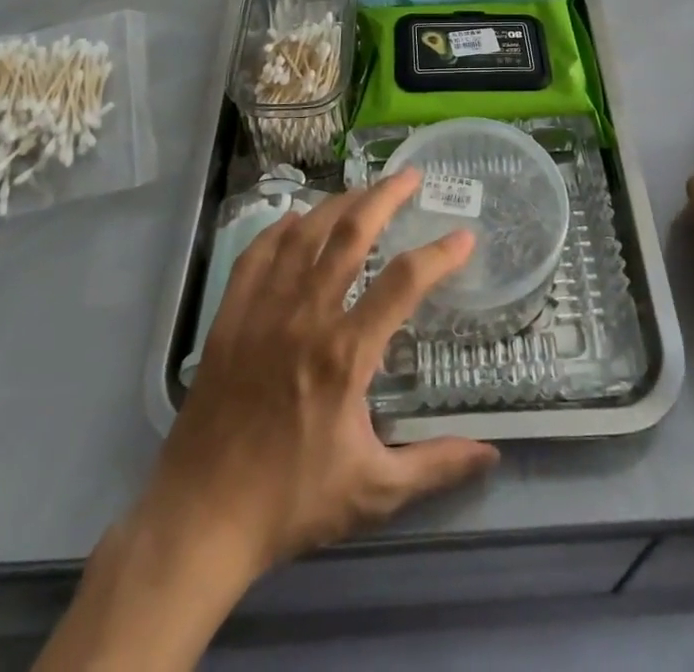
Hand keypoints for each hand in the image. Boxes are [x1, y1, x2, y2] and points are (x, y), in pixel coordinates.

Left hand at [136, 168, 500, 578]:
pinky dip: (279, 230)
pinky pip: (256, 255)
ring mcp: (263, 311)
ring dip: (337, 204)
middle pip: (351, 235)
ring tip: (362, 190)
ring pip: (304, 235)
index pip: (404, 283)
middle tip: (409, 176)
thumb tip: (492, 454)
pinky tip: (294, 220)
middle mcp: (307, 316)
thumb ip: (435, 464)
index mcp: (346, 353)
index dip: (439, 255)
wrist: (202, 517)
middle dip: (385, 197)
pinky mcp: (230, 317)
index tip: (464, 237)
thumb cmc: (292, 501)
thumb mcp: (374, 491)